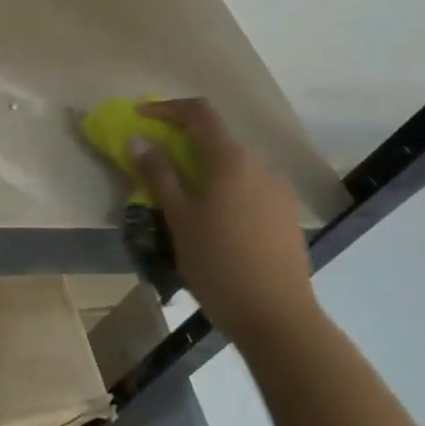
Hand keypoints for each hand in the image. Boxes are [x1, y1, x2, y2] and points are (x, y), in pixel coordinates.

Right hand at [128, 98, 317, 346]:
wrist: (277, 317)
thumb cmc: (218, 264)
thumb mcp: (179, 218)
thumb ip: (158, 174)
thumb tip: (138, 140)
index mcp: (231, 160)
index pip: (199, 113)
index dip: (167, 108)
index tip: (140, 116)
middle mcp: (260, 165)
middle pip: (217, 138)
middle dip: (183, 140)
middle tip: (155, 160)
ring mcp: (278, 189)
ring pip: (234, 164)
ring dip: (204, 166)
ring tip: (182, 196)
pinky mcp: (286, 213)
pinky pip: (249, 185)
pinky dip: (224, 186)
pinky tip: (213, 217)